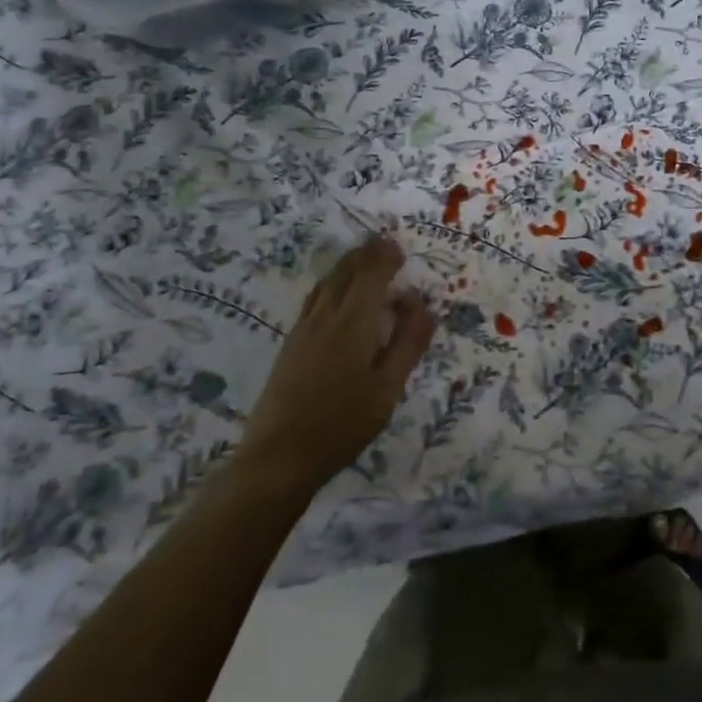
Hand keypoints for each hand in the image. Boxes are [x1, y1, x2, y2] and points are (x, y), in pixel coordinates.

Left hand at [242, 237, 435, 490]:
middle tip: (382, 244)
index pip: (370, 276)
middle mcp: (324, 318)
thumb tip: (423, 305)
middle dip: (364, 254)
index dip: (385, 257)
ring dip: (346, 266)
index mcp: (352, 324)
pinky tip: (334, 297)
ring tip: (362, 261)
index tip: (399, 247)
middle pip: (344, 273)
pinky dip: (331, 285)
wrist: (278, 457)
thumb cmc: (342, 424)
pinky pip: (314, 300)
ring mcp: (302, 331)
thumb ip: (408, 344)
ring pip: (325, 284)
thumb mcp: (388, 389)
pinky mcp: (290, 347)